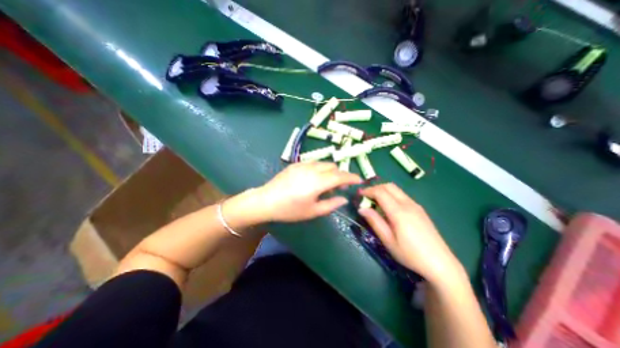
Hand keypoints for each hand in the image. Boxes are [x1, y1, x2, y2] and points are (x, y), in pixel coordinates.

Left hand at [257, 162, 363, 220]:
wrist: (266, 200)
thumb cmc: (290, 210)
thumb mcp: (313, 211)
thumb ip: (331, 204)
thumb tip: (344, 198)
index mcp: (318, 182)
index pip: (341, 176)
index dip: (352, 177)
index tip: (359, 180)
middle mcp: (313, 169)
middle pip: (333, 167)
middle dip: (341, 175)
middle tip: (340, 187)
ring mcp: (303, 164)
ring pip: (324, 163)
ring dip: (330, 171)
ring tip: (326, 184)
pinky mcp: (296, 164)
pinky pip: (314, 162)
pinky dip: (320, 168)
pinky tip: (314, 178)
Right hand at [360, 184, 464, 285]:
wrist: (441, 263)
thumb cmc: (410, 254)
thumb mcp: (388, 241)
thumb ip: (375, 222)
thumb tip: (361, 208)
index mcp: (399, 212)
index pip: (380, 192)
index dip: (368, 191)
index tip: (359, 195)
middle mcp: (408, 204)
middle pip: (389, 186)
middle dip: (375, 187)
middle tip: (366, 197)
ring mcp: (416, 205)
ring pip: (396, 190)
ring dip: (383, 191)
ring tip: (375, 201)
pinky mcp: (420, 209)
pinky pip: (402, 195)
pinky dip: (391, 195)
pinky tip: (388, 208)